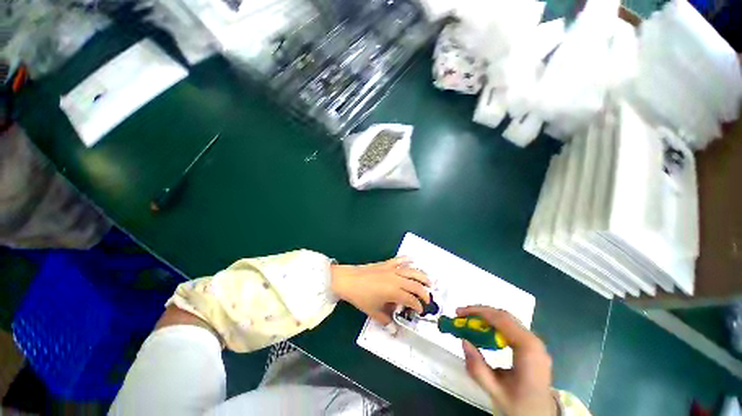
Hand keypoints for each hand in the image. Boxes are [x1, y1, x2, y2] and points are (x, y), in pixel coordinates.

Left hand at [331, 257, 429, 324]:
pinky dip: (406, 259)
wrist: (349, 280)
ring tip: (429, 281)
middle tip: (428, 298)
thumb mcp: (373, 311)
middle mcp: (397, 279)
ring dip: (422, 276)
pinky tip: (412, 259)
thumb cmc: (361, 297)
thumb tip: (394, 330)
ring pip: (411, 271)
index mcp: (395, 292)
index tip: (420, 311)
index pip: (412, 299)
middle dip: (424, 292)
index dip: (418, 306)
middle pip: (416, 285)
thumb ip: (386, 320)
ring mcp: (392, 269)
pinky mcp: (386, 263)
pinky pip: (399, 260)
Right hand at [458, 306, 556, 415]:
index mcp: (528, 349)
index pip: (501, 319)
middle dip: (479, 312)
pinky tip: (483, 332)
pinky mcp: (532, 347)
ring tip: (468, 321)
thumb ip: (478, 369)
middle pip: (504, 316)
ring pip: (507, 320)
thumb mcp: (496, 392)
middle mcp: (534, 341)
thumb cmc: (521, 406)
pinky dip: (494, 324)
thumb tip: (464, 342)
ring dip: (486, 317)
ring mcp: (535, 343)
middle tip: (460, 315)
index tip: (459, 313)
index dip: (478, 312)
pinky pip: (511, 328)